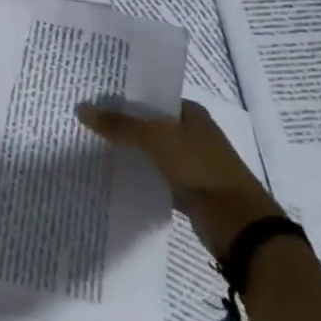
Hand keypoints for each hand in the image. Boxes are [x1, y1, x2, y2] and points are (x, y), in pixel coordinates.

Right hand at [77, 97, 282, 261]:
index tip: (94, 99)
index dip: (124, 97)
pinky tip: (113, 176)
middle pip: (149, 124)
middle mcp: (193, 133)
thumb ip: (119, 125)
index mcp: (191, 113)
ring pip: (151, 151)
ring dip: (129, 151)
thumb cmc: (199, 168)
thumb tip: (82, 108)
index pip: (151, 97)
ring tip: (92, 147)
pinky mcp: (188, 189)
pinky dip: (139, 175)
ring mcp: (192, 163)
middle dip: (122, 124)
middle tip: (86, 123)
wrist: (238, 223)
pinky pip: (155, 176)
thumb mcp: (155, 140)